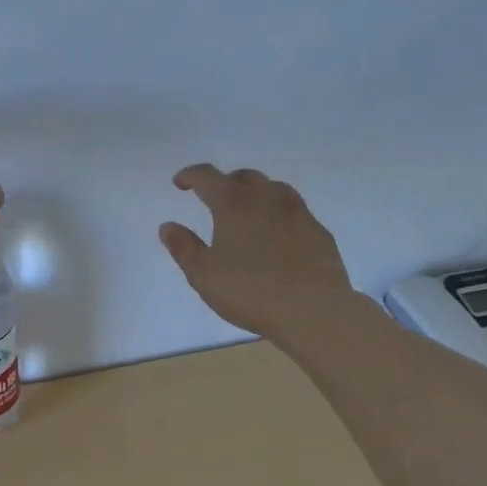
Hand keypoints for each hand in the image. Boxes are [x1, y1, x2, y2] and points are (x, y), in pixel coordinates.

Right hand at [160, 164, 353, 339]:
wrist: (313, 310)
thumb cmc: (250, 291)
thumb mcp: (203, 274)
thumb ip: (183, 247)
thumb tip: (168, 226)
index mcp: (233, 204)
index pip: (207, 177)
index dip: (190, 176)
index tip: (179, 183)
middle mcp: (267, 199)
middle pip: (244, 177)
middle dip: (225, 182)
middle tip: (214, 198)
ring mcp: (298, 213)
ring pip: (274, 189)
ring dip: (256, 193)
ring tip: (248, 211)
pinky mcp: (319, 232)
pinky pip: (295, 211)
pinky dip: (279, 214)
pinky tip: (278, 234)